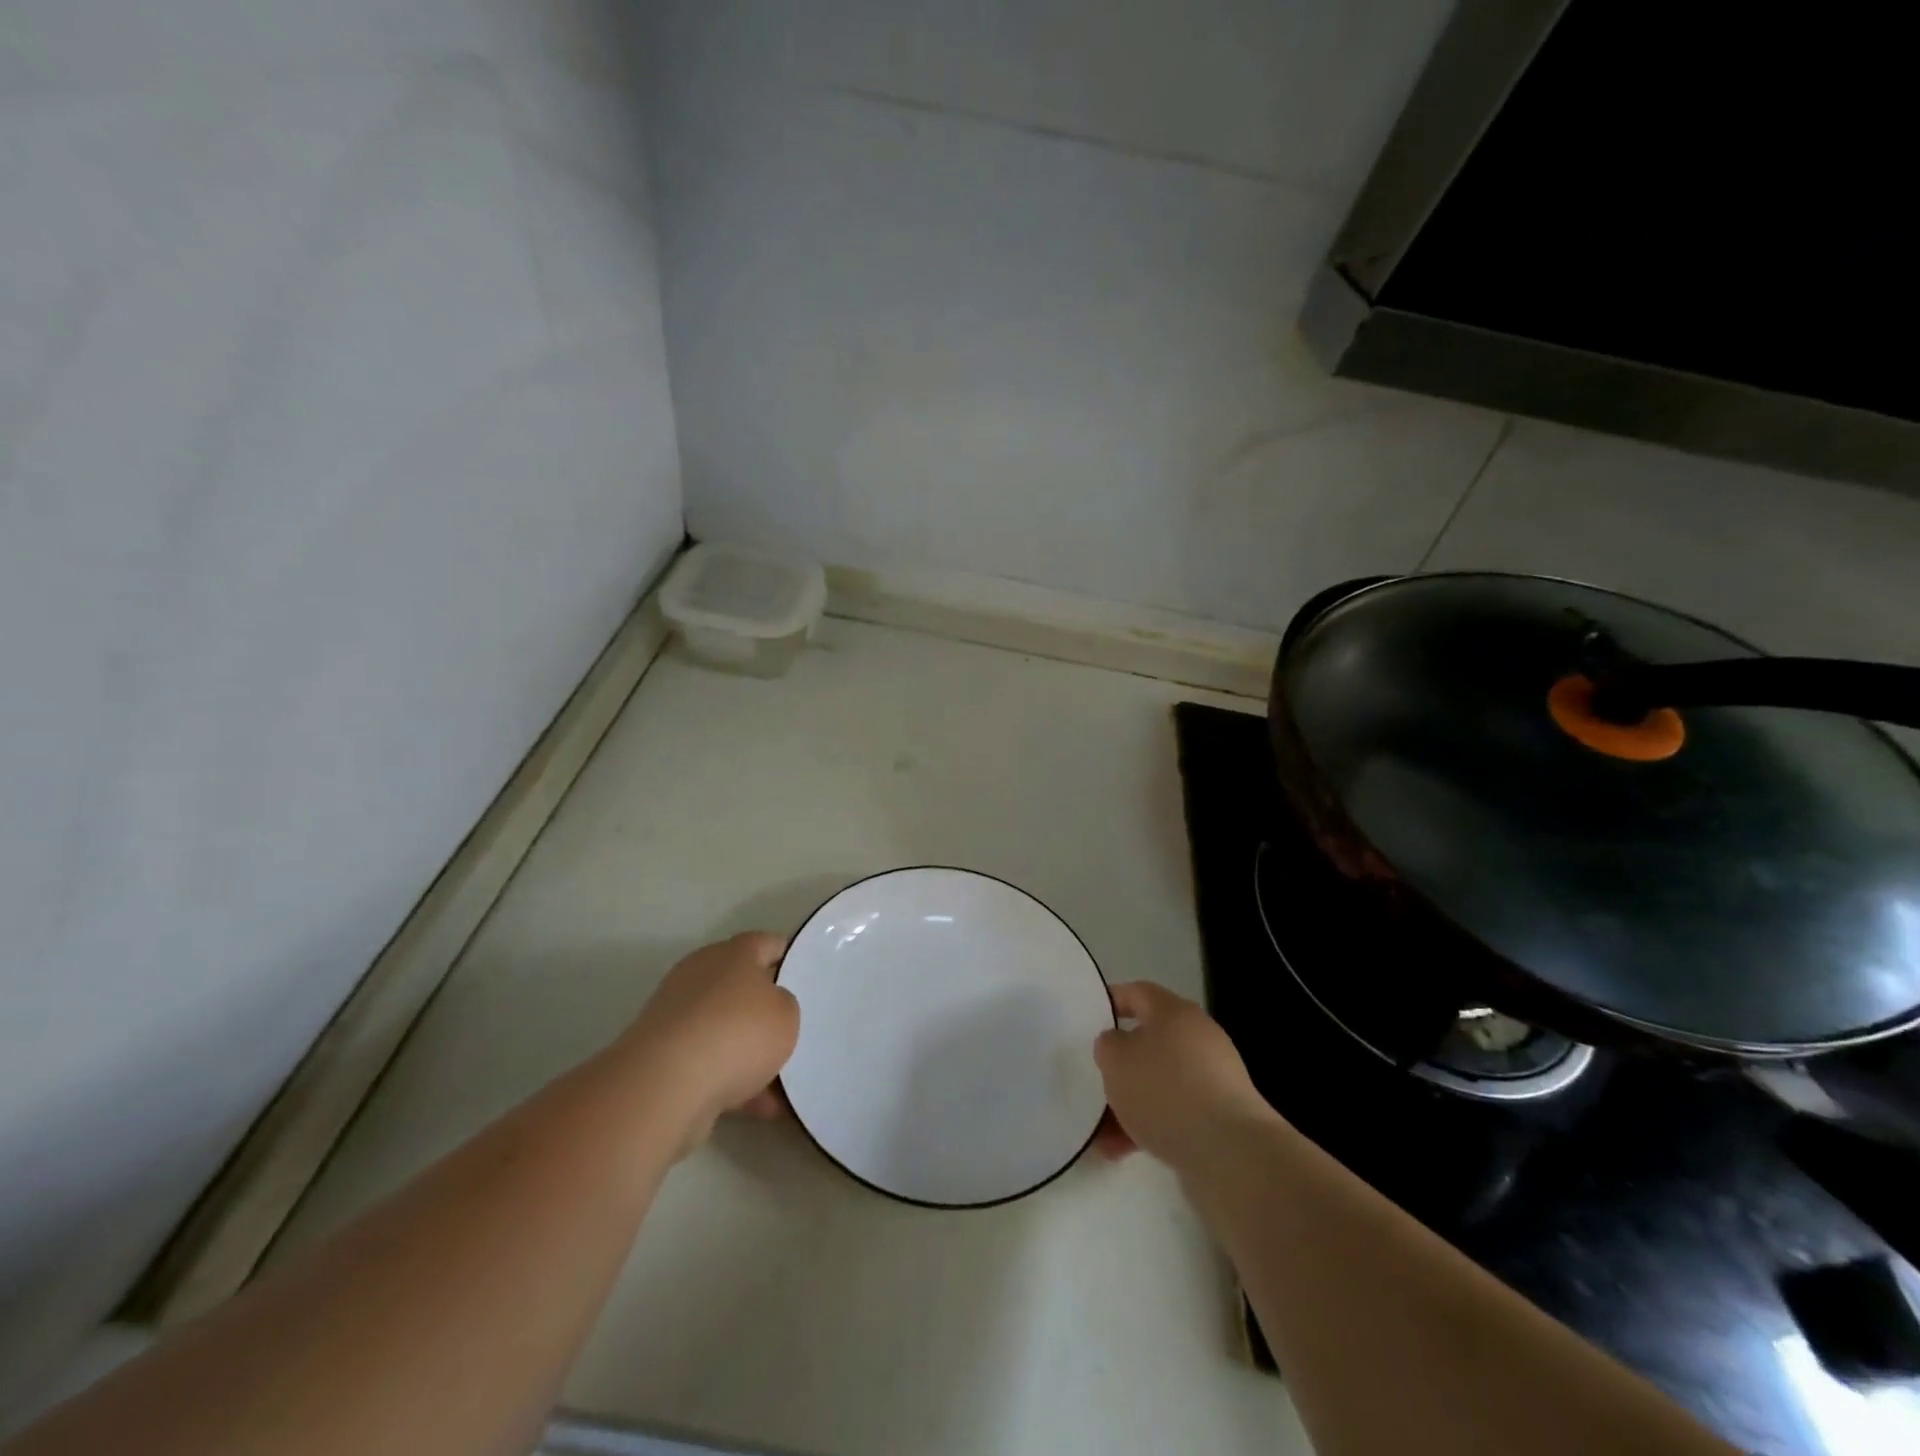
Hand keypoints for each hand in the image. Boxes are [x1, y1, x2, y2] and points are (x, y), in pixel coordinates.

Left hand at [618, 932, 800, 1146]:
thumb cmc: (736, 1033)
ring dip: (750, 1053)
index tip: (808, 977)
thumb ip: (785, 1005)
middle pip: (742, 987)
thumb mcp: (786, 1014)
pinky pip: (709, 1064)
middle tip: (795, 1029)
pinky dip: (733, 1082)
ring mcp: (677, 1018)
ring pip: (725, 1030)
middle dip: (767, 1010)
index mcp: (731, 954)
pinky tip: (761, 1107)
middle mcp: (700, 977)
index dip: (789, 957)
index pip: (766, 943)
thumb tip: (769, 1010)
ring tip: (784, 1082)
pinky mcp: (663, 1058)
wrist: (666, 1086)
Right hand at [1093, 982, 1277, 1170]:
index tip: (1090, 1019)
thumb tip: (1118, 1045)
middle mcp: (1198, 1037)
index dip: (1112, 1001)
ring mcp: (1214, 1078)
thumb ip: (1108, 1045)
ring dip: (1131, 1103)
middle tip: (1097, 1080)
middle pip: (1150, 1042)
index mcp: (1174, 1012)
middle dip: (1121, 1065)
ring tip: (1102, 1134)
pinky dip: (1151, 1126)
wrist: (1231, 1153)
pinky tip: (1124, 1151)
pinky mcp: (1222, 1116)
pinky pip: (1176, 1112)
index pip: (1138, 993)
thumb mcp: (1116, 1059)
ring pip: (1160, 1082)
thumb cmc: (1165, 1091)